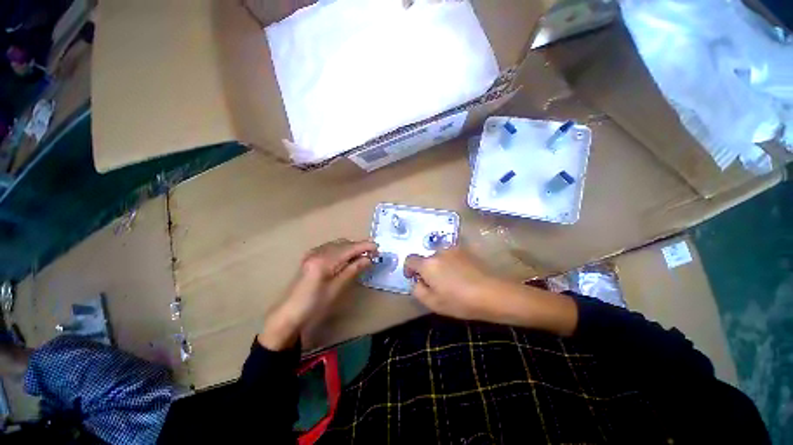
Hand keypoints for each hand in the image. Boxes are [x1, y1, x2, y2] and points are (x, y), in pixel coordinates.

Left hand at [259, 239, 376, 349]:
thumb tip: (368, 258)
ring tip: (363, 256)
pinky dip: (342, 250)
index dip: (364, 246)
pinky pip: (330, 248)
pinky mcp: (311, 257)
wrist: (289, 314)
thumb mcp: (336, 288)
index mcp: (323, 261)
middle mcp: (317, 252)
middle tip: (373, 253)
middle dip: (359, 246)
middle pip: (343, 243)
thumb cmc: (314, 304)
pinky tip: (347, 258)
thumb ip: (352, 270)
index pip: (348, 248)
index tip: (378, 248)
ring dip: (351, 248)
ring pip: (337, 244)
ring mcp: (312, 253)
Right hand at [404, 247, 504, 320]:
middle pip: (426, 259)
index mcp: (428, 264)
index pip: (410, 259)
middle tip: (436, 285)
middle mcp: (438, 252)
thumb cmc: (460, 301)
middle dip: (427, 270)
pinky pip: (452, 256)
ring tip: (452, 281)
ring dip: (440, 266)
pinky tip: (462, 276)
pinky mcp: (466, 251)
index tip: (413, 278)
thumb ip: (417, 290)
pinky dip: (452, 264)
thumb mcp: (433, 303)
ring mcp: (453, 249)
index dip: (408, 268)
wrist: (492, 293)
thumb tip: (416, 281)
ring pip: (440, 257)